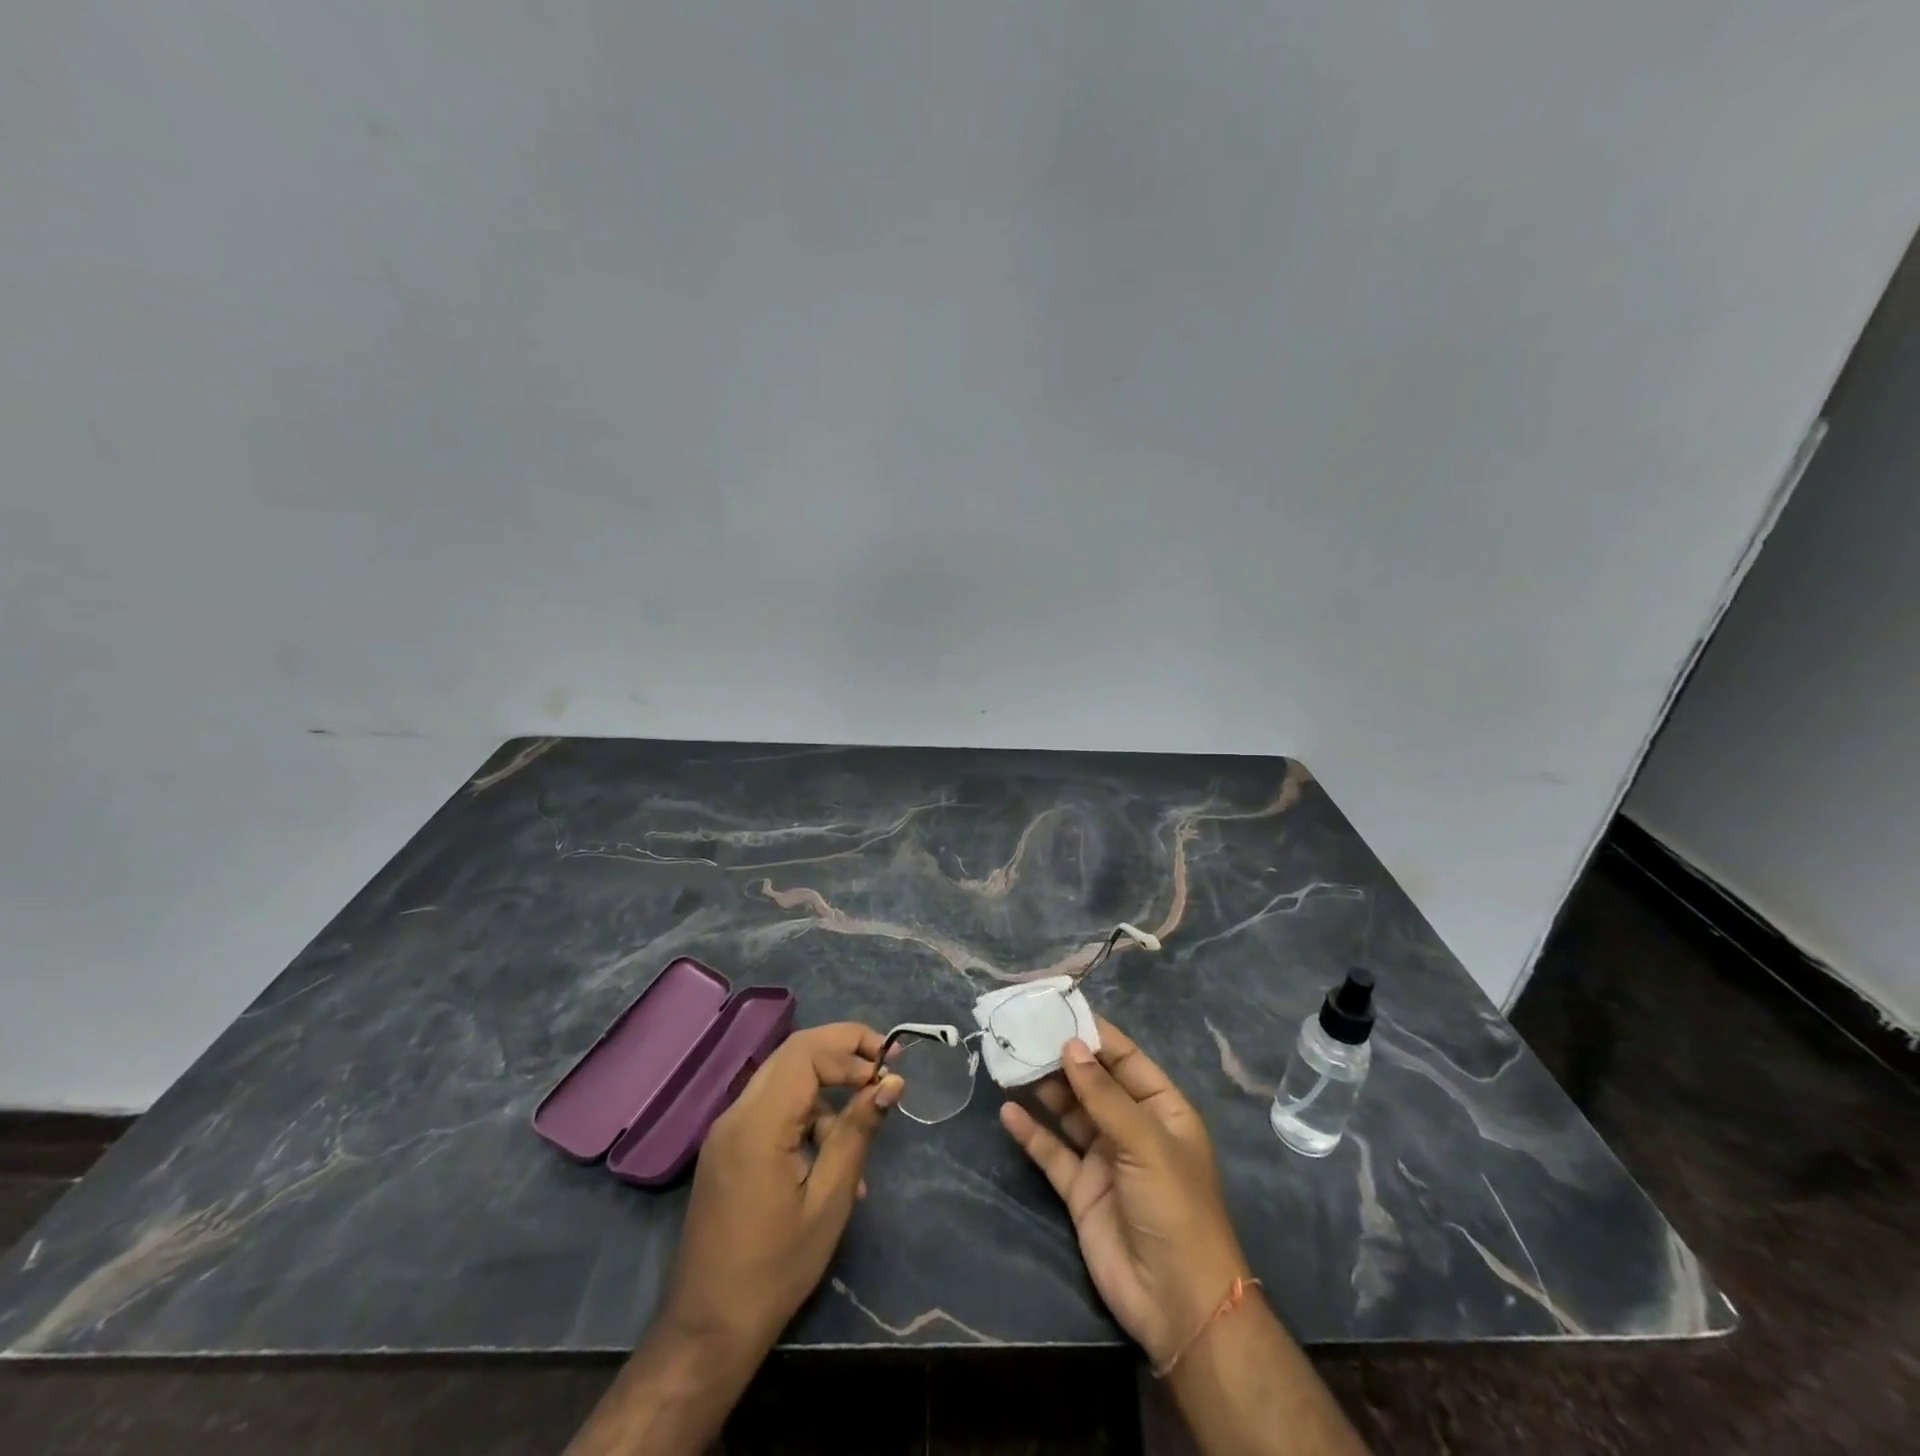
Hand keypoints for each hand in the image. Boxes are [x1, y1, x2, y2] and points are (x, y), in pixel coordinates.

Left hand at [662, 1022, 902, 1350]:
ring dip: (827, 1091)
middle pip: (794, 1054)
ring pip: (785, 1081)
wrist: (708, 1331)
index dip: (851, 1047)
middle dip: (842, 1052)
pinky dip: (807, 1117)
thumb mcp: (829, 1199)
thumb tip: (890, 1083)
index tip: (889, 1065)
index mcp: (758, 1123)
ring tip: (863, 1132)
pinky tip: (833, 1160)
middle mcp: (737, 1114)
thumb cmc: (776, 1269)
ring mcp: (727, 1131)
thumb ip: (858, 1132)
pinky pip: (773, 1110)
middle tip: (883, 1067)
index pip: (806, 1052)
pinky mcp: (728, 1149)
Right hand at [999, 1016, 1249, 1369]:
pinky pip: (1052, 1152)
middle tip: (1022, 1033)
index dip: (1095, 1034)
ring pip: (1069, 1113)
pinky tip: (1008, 1112)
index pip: (1125, 1059)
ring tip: (1009, 1063)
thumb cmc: (1174, 1206)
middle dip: (1061, 1060)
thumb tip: (1070, 1046)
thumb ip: (1103, 1095)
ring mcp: (1105, 1159)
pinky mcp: (1081, 1190)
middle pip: (1092, 1083)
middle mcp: (1132, 1128)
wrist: (1177, 1302)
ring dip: (1043, 1090)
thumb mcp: (1144, 1142)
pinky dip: (1031, 1133)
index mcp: (1161, 1109)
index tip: (1059, 1009)